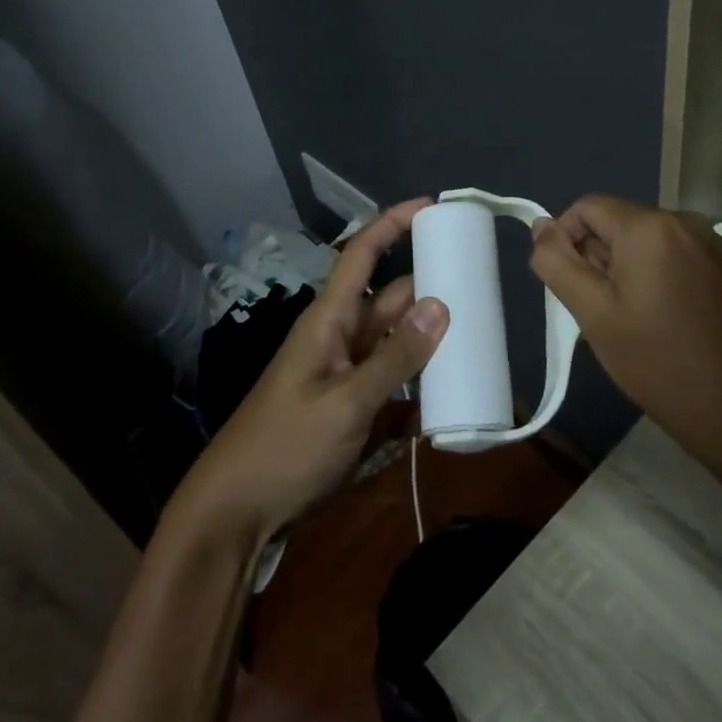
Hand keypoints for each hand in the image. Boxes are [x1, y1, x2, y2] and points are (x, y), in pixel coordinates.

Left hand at [174, 201, 448, 546]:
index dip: (392, 225)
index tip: (432, 207)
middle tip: (483, 288)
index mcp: (330, 320)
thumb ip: (394, 358)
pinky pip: (396, 390)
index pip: (362, 255)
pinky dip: (421, 394)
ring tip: (482, 341)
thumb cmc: (285, 447)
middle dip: (431, 290)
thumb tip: (440, 305)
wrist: (238, 514)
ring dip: (432, 345)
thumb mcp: (345, 403)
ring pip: (398, 346)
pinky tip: (453, 404)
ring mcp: (348, 377)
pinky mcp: (354, 412)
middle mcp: (341, 339)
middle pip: (391, 301)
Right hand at [529, 195, 721, 501]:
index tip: (572, 288)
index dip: (566, 240)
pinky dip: (657, 278)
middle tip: (602, 312)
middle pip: (618, 223)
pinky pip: (675, 258)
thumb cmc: (660, 362)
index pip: (586, 208)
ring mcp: (713, 245)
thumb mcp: (594, 314)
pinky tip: (666, 324)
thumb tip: (541, 226)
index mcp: (649, 226)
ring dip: (626, 271)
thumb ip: (557, 263)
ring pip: (646, 243)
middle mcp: (684, 221)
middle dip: (598, 258)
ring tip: (633, 322)